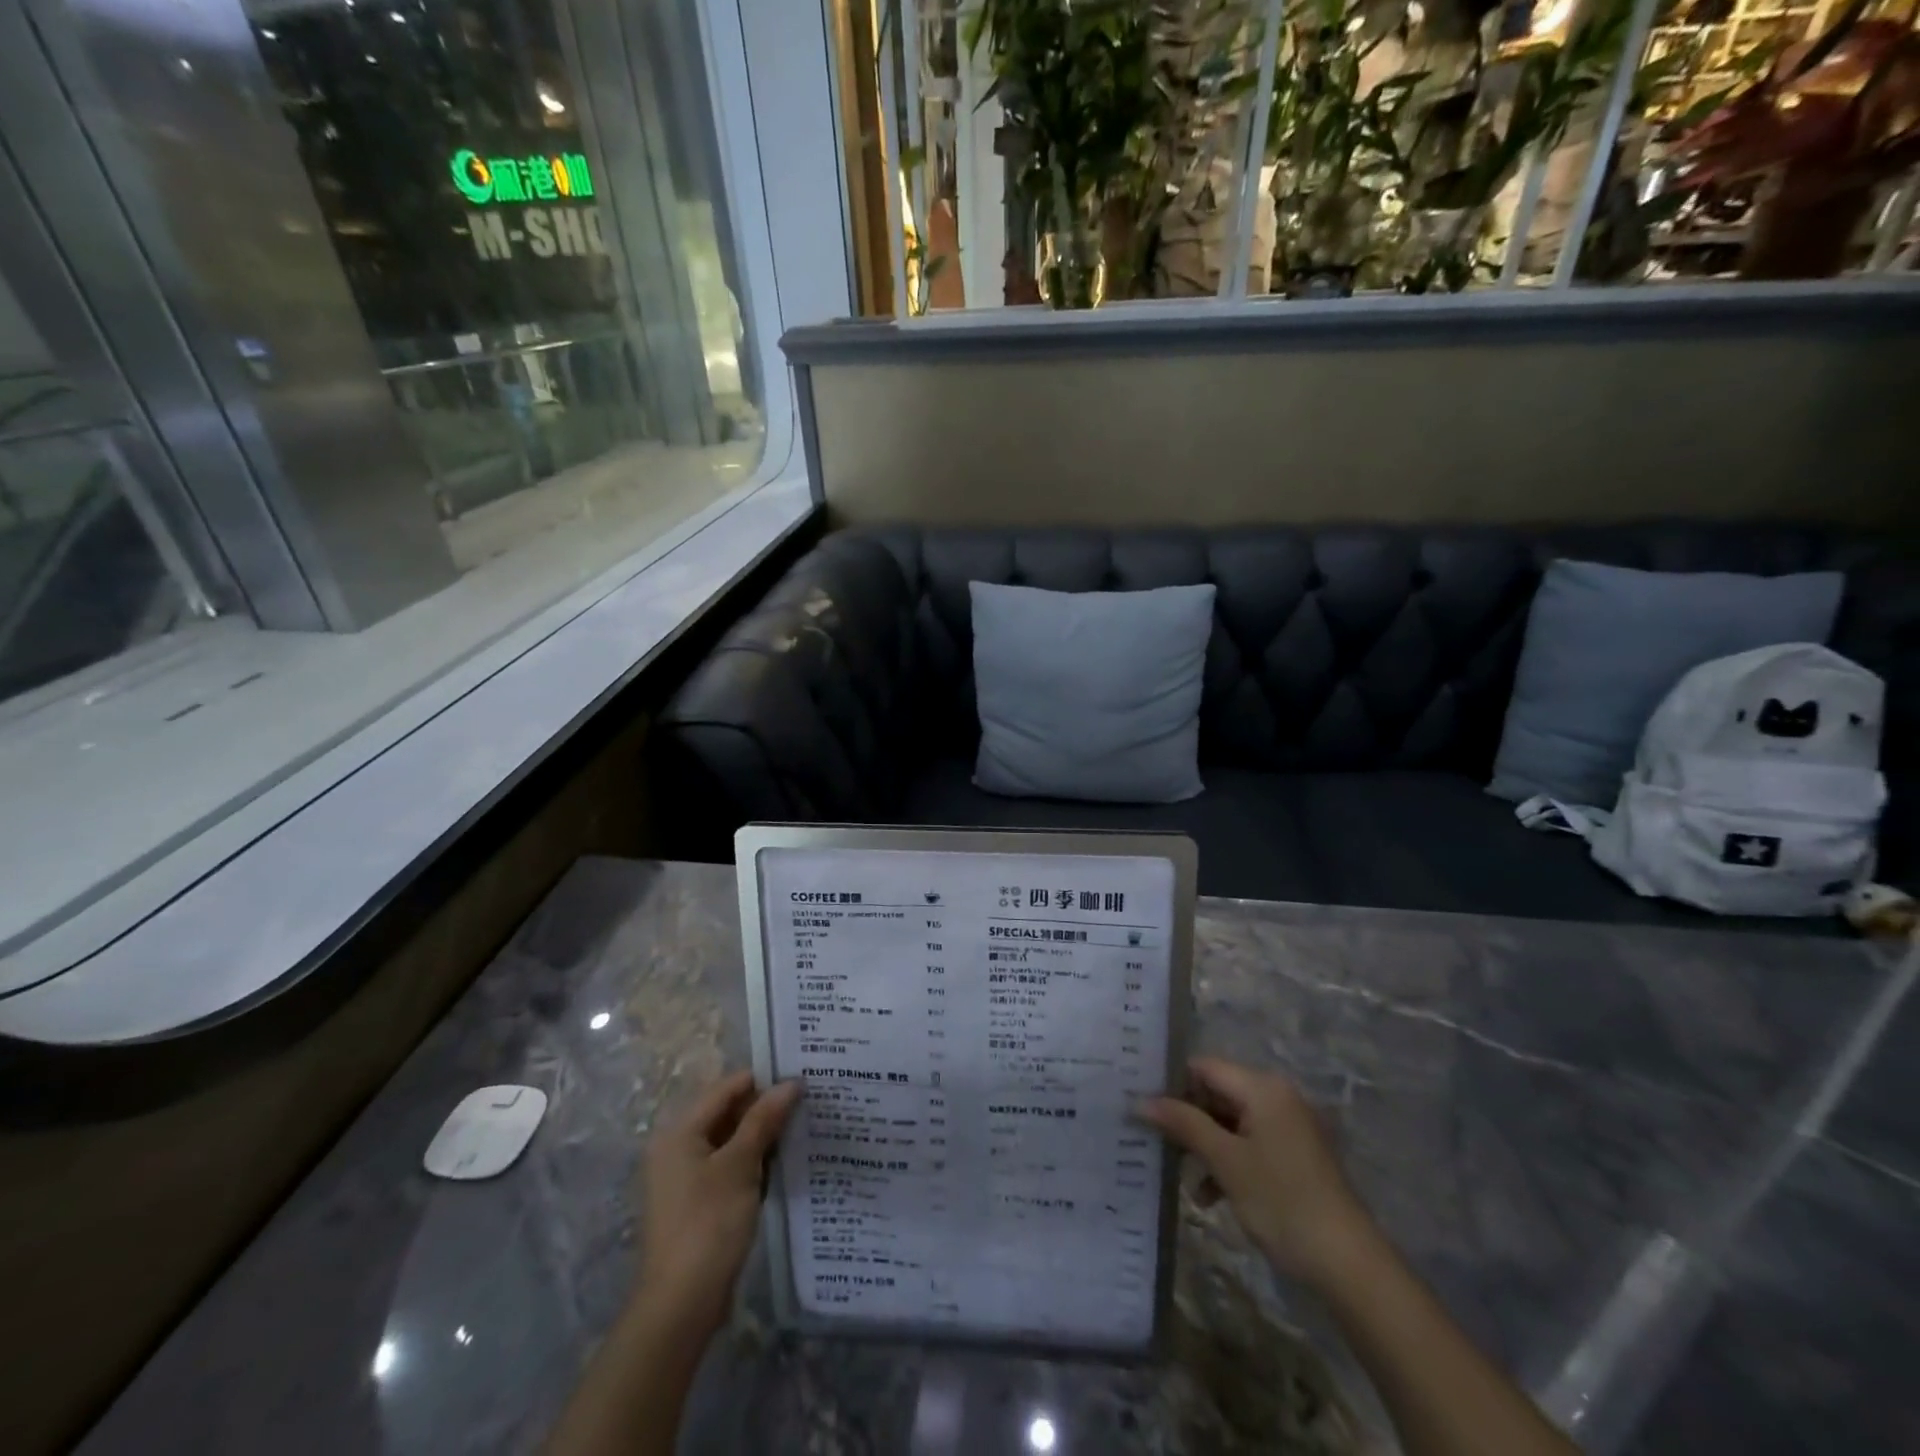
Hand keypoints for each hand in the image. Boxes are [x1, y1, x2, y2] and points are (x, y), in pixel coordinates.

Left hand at [637, 1071, 800, 1337]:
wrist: (680, 1306)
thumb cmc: (708, 1224)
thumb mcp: (740, 1165)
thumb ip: (764, 1120)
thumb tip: (790, 1083)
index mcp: (680, 1131)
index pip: (727, 1087)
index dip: (763, 1079)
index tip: (801, 1076)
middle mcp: (677, 1148)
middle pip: (727, 1112)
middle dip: (765, 1107)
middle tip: (808, 1101)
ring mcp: (685, 1178)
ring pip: (731, 1141)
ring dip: (762, 1135)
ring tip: (803, 1127)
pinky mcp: (697, 1203)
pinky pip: (729, 1167)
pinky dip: (753, 1161)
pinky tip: (784, 1163)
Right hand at [1139, 1058, 1373, 1288]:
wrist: (1348, 1264)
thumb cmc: (1282, 1201)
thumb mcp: (1225, 1161)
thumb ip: (1183, 1124)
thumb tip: (1140, 1100)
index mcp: (1263, 1088)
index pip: (1204, 1067)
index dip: (1172, 1083)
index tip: (1144, 1106)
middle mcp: (1277, 1097)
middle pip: (1217, 1094)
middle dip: (1187, 1119)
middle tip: (1154, 1141)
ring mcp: (1289, 1128)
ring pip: (1231, 1123)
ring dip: (1204, 1146)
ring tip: (1180, 1176)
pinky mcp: (1294, 1156)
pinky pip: (1249, 1144)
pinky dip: (1228, 1162)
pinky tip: (1208, 1196)